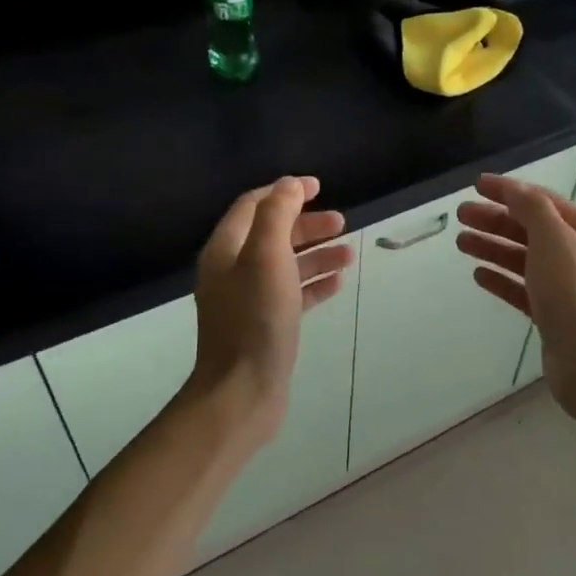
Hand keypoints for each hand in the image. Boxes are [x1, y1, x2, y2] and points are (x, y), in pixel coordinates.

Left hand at [186, 176, 353, 448]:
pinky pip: (293, 294)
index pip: (253, 205)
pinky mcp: (265, 325)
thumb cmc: (256, 319)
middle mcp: (233, 271)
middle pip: (272, 234)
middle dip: (306, 224)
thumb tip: (289, 185)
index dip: (285, 192)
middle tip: (342, 222)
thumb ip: (277, 215)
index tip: (319, 187)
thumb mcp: (267, 257)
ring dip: (317, 253)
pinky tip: (338, 283)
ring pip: (286, 265)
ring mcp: (249, 300)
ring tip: (349, 253)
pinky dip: (314, 283)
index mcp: (226, 249)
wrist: (243, 390)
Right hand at [456, 175, 575, 422]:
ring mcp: (566, 289)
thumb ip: (532, 208)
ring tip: (461, 242)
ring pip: (524, 260)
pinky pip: (522, 290)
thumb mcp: (554, 239)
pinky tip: (479, 275)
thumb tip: (513, 190)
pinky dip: (501, 279)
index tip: (476, 185)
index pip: (544, 202)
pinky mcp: (552, 317)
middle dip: (496, 220)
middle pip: (531, 230)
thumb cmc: (575, 294)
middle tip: (461, 215)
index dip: (510, 191)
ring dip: (493, 248)